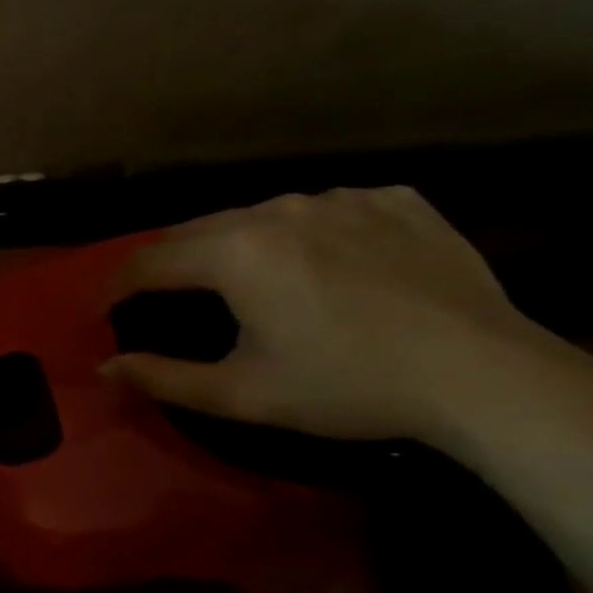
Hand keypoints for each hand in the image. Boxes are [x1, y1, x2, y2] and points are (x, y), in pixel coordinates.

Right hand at [102, 186, 547, 441]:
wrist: (488, 376)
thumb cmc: (347, 385)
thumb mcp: (241, 394)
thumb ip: (161, 377)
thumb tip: (104, 367)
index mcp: (234, 252)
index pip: (148, 261)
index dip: (115, 287)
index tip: (104, 312)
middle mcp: (278, 209)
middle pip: (197, 231)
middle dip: (168, 265)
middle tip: (162, 298)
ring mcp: (341, 198)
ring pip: (260, 215)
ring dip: (234, 246)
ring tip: (243, 281)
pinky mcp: (396, 200)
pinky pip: (326, 210)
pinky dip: (305, 234)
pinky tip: (323, 266)